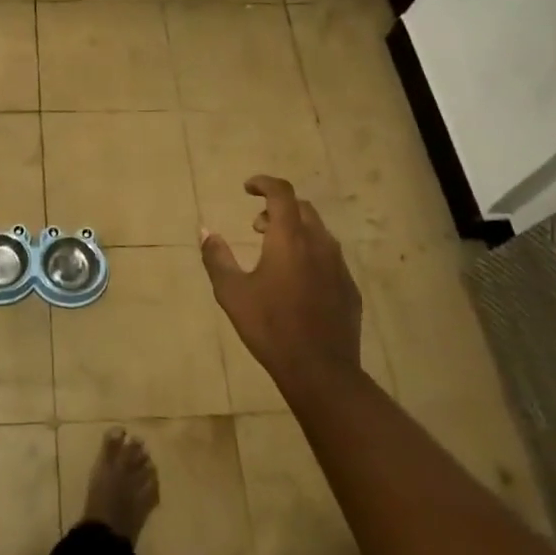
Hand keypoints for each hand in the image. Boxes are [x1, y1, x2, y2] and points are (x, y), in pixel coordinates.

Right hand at [199, 175, 363, 386]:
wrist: (321, 371)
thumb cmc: (270, 327)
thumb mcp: (232, 292)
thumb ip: (216, 257)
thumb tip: (206, 231)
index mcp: (290, 238)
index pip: (281, 193)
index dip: (264, 183)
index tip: (247, 188)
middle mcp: (319, 243)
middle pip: (302, 209)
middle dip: (278, 209)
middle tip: (257, 227)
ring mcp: (339, 266)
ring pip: (318, 233)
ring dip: (295, 231)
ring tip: (274, 253)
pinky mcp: (350, 288)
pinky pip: (329, 258)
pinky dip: (310, 255)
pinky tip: (297, 282)